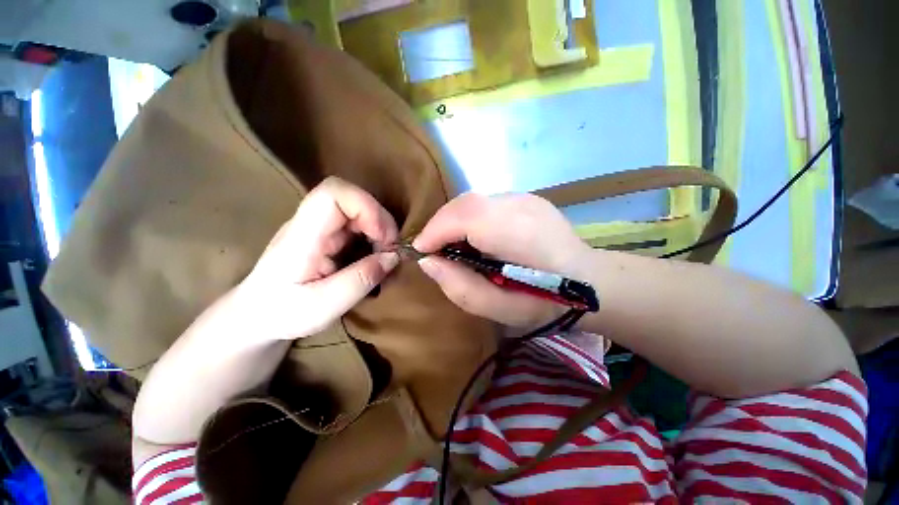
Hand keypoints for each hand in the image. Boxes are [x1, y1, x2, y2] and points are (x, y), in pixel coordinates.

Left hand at [236, 177, 399, 341]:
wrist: (257, 315)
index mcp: (302, 236)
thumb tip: (394, 256)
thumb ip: (360, 280)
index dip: (367, 207)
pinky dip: (374, 237)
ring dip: (380, 229)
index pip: (333, 193)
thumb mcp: (323, 306)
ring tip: (385, 256)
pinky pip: (358, 224)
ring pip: (358, 209)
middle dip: (380, 221)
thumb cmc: (282, 313)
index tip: (384, 238)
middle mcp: (310, 223)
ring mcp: (319, 227)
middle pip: (351, 198)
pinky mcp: (327, 235)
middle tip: (391, 251)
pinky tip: (375, 257)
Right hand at [412, 193, 590, 328]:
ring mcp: (526, 198)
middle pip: (466, 203)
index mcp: (519, 232)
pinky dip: (469, 219)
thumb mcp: (502, 310)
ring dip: (453, 222)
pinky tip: (474, 239)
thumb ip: (461, 288)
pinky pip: (485, 205)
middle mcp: (522, 205)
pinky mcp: (526, 199)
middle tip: (432, 250)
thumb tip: (428, 262)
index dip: (436, 230)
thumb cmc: (548, 303)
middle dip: (440, 224)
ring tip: (450, 246)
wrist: (592, 283)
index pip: (466, 215)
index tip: (420, 251)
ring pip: (473, 202)